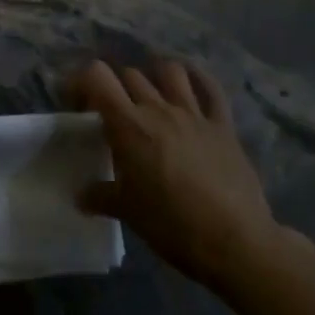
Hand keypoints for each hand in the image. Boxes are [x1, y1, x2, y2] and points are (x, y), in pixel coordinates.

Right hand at [74, 60, 288, 287]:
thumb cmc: (173, 226)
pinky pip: (211, 89)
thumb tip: (81, 196)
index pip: (96, 75)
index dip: (82, 81)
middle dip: (116, 87)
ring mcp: (193, 113)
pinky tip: (191, 84)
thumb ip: (101, 197)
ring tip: (151, 95)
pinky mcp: (222, 125)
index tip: (79, 105)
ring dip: (155, 76)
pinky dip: (199, 79)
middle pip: (129, 74)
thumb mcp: (129, 213)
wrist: (235, 243)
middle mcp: (158, 108)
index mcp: (129, 125)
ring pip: (169, 71)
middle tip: (113, 113)